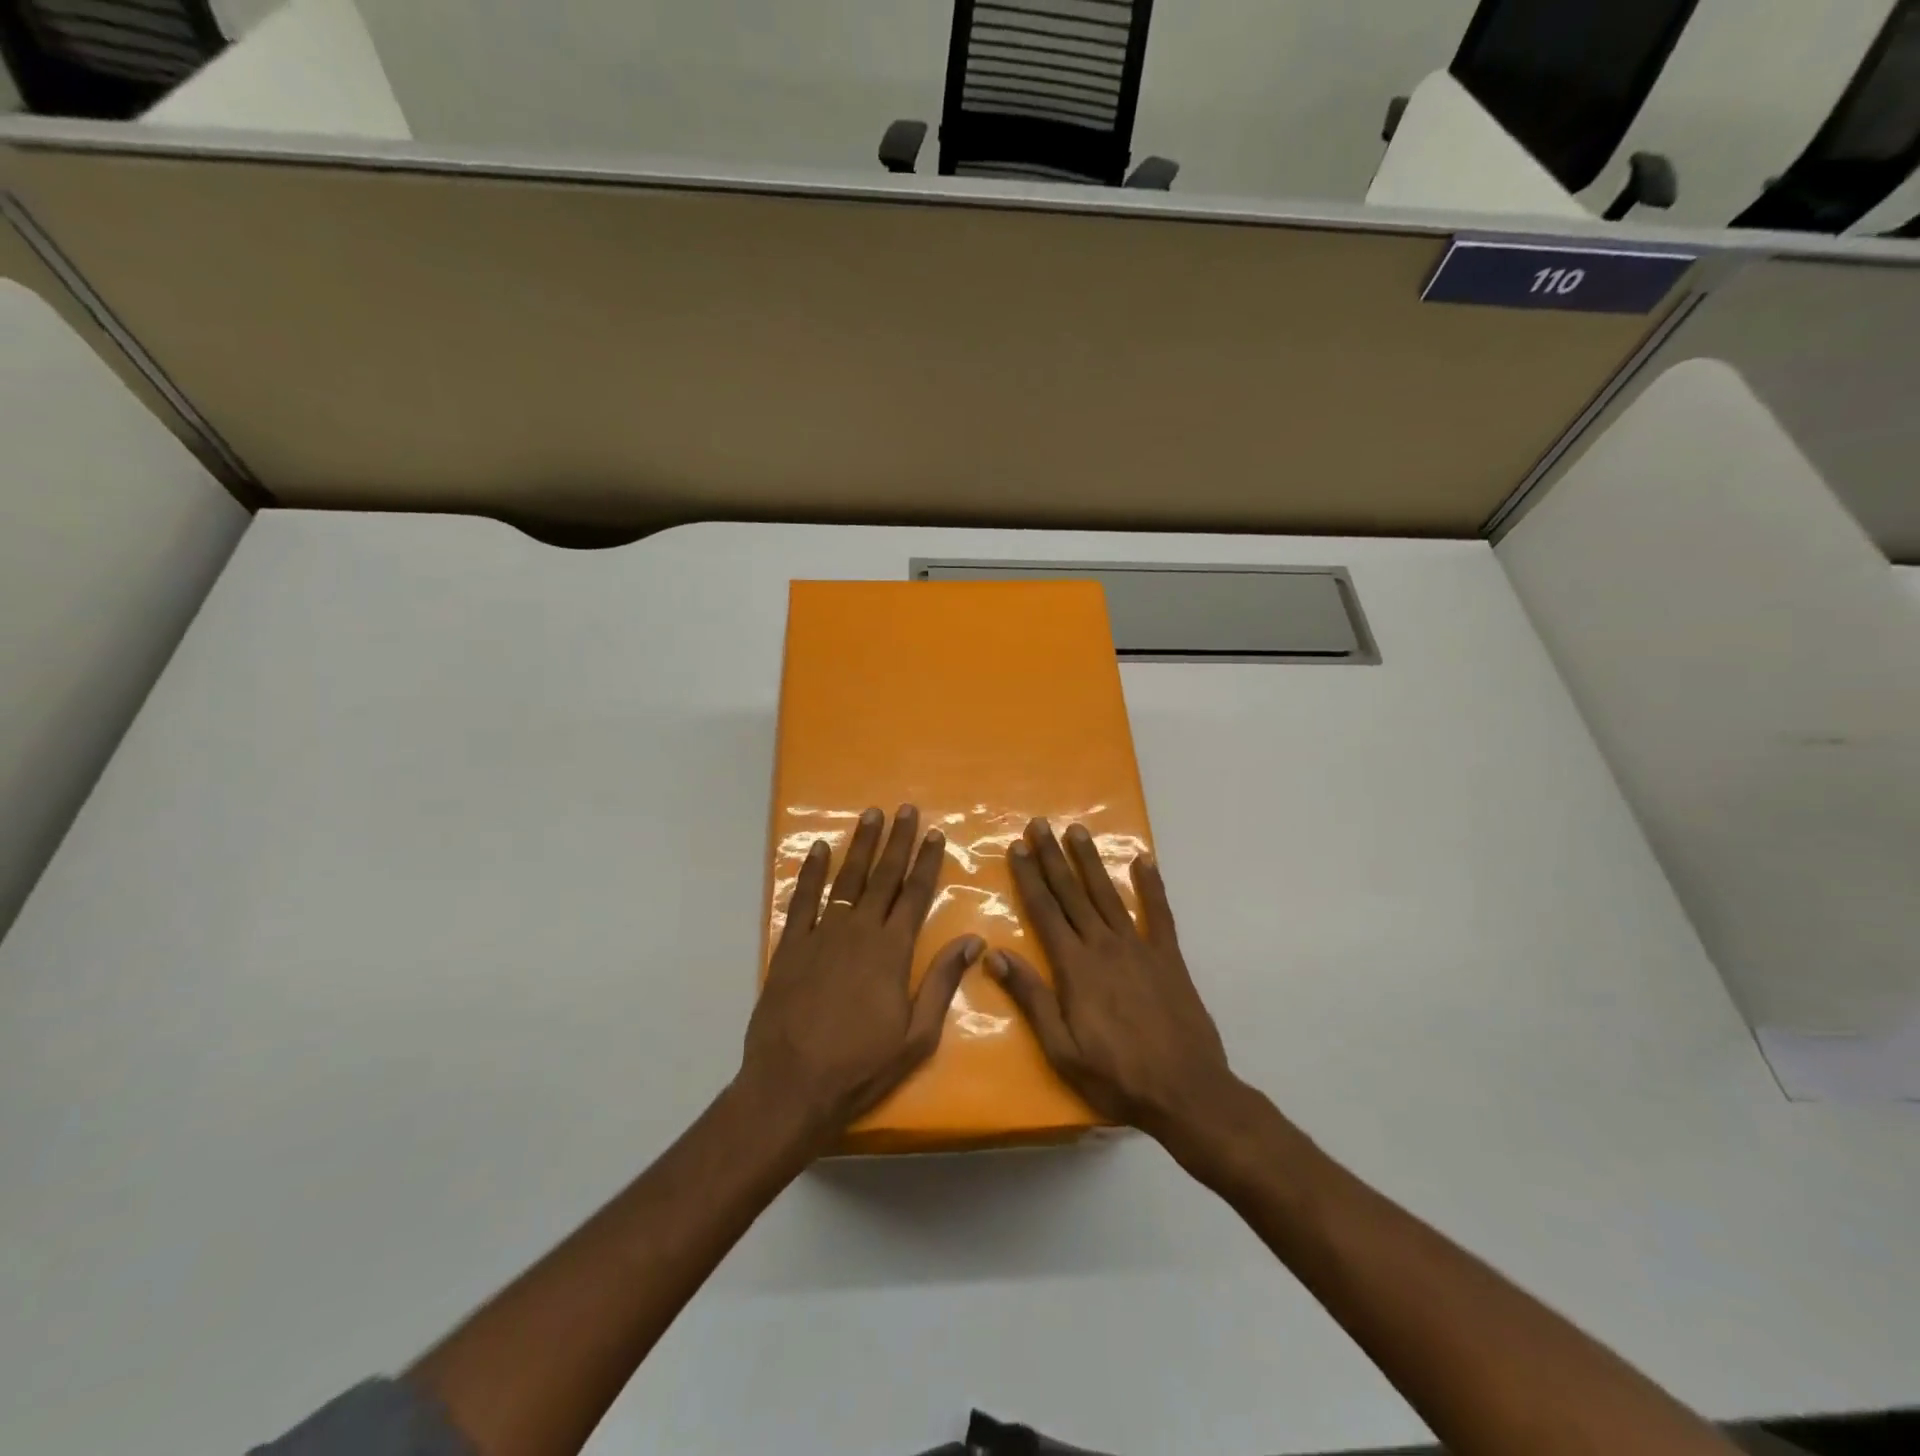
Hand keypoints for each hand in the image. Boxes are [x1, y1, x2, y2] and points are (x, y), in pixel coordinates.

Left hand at [744, 804, 982, 1139]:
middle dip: (897, 842)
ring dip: (861, 846)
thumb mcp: (916, 1036)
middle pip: (883, 877)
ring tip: (871, 815)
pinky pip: (802, 900)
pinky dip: (811, 872)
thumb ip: (942, 982)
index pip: (915, 895)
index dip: (926, 862)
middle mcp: (859, 931)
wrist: (791, 1086)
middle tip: (905, 810)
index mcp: (892, 951)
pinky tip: (819, 849)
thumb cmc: (861, 1067)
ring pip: (846, 880)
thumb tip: (974, 940)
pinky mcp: (790, 946)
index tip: (935, 834)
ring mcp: (822, 935)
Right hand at [988, 818, 1241, 1154]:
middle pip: (1073, 894)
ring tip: (1077, 831)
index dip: (1029, 877)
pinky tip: (1144, 860)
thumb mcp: (1061, 1048)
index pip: (1045, 911)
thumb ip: (1031, 997)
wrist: (1186, 1092)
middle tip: (1040, 824)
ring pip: (1109, 894)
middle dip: (1053, 857)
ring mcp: (1139, 948)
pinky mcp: (1169, 957)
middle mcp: (1104, 946)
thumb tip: (994, 956)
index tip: (1017, 847)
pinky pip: (1160, 913)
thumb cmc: (1116, 1076)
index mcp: (1075, 967)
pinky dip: (1152, 885)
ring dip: (1091, 861)